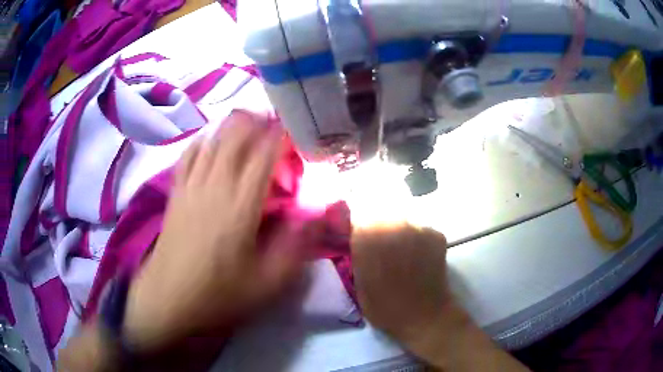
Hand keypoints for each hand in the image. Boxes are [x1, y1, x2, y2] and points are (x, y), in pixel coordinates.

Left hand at [122, 111, 312, 350]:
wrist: (169, 298)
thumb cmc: (219, 292)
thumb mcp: (268, 281)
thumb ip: (297, 245)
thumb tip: (320, 213)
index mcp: (240, 205)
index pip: (265, 155)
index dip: (283, 136)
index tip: (298, 131)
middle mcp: (215, 184)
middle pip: (236, 136)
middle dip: (259, 122)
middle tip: (278, 124)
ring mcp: (191, 185)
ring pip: (213, 138)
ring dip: (234, 126)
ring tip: (250, 124)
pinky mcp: (176, 191)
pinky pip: (189, 153)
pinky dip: (204, 140)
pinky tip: (212, 141)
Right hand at [352, 224, 528, 370]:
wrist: (423, 316)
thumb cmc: (384, 306)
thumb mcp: (359, 282)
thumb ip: (358, 255)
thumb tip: (358, 240)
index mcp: (368, 236)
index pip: (357, 215)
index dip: (357, 226)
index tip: (358, 237)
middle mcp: (394, 224)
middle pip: (381, 213)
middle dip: (378, 227)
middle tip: (381, 248)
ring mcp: (418, 227)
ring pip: (402, 221)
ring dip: (399, 232)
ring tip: (402, 254)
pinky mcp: (436, 234)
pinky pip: (420, 230)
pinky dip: (418, 240)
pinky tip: (419, 258)